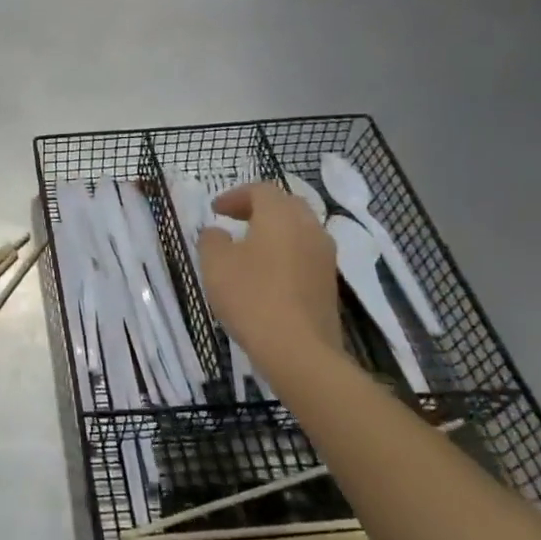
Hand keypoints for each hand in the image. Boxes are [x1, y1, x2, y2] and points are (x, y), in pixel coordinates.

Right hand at [197, 182, 345, 377]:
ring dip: (274, 231)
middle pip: (286, 205)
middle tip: (234, 220)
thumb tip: (218, 232)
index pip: (261, 190)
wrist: (298, 349)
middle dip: (258, 209)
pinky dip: (285, 254)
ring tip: (249, 248)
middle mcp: (309, 229)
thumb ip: (212, 240)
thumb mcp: (215, 264)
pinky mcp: (328, 283)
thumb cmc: (251, 297)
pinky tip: (267, 274)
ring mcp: (324, 257)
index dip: (235, 196)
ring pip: (299, 230)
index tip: (215, 210)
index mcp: (281, 216)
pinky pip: (305, 255)